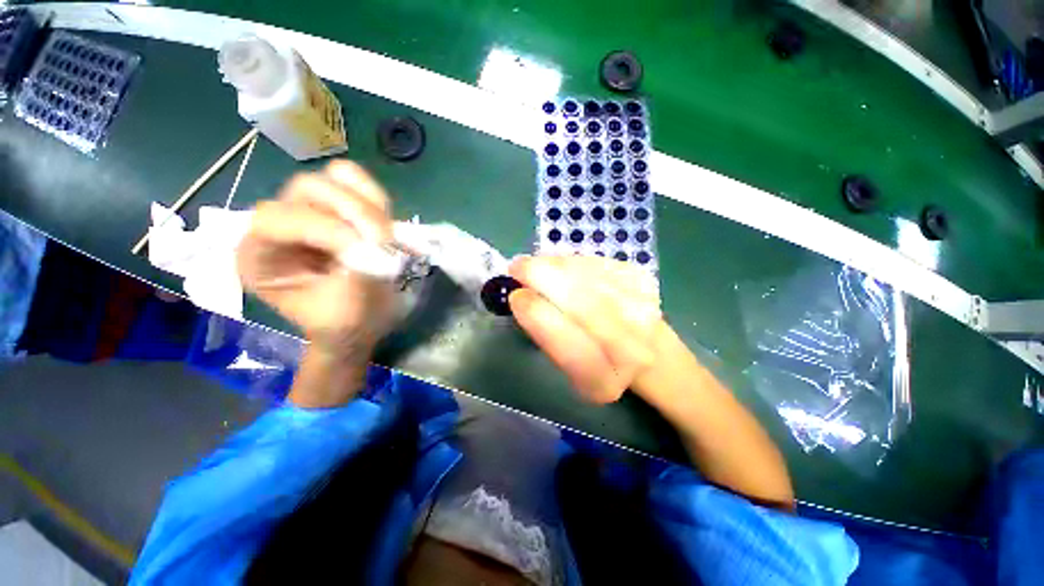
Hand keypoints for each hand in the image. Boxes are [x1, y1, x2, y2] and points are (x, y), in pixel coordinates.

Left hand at [237, 161, 394, 360]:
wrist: (362, 320)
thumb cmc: (346, 322)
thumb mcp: (346, 311)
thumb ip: (355, 276)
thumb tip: (375, 245)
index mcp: (260, 257)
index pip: (276, 219)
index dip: (325, 228)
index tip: (368, 251)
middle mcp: (278, 225)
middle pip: (307, 188)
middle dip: (353, 212)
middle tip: (384, 241)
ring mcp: (310, 209)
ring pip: (334, 177)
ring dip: (369, 206)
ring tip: (386, 238)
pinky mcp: (338, 205)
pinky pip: (355, 179)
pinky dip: (375, 197)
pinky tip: (385, 224)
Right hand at [508, 255, 662, 403]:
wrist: (637, 342)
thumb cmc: (589, 355)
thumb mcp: (562, 361)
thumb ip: (544, 334)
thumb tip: (523, 294)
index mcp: (603, 383)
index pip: (574, 352)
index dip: (542, 320)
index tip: (517, 297)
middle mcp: (633, 353)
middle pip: (587, 308)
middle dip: (546, 281)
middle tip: (518, 267)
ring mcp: (645, 314)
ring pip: (593, 280)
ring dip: (557, 267)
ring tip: (536, 264)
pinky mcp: (645, 284)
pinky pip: (601, 265)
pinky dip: (573, 261)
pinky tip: (561, 266)